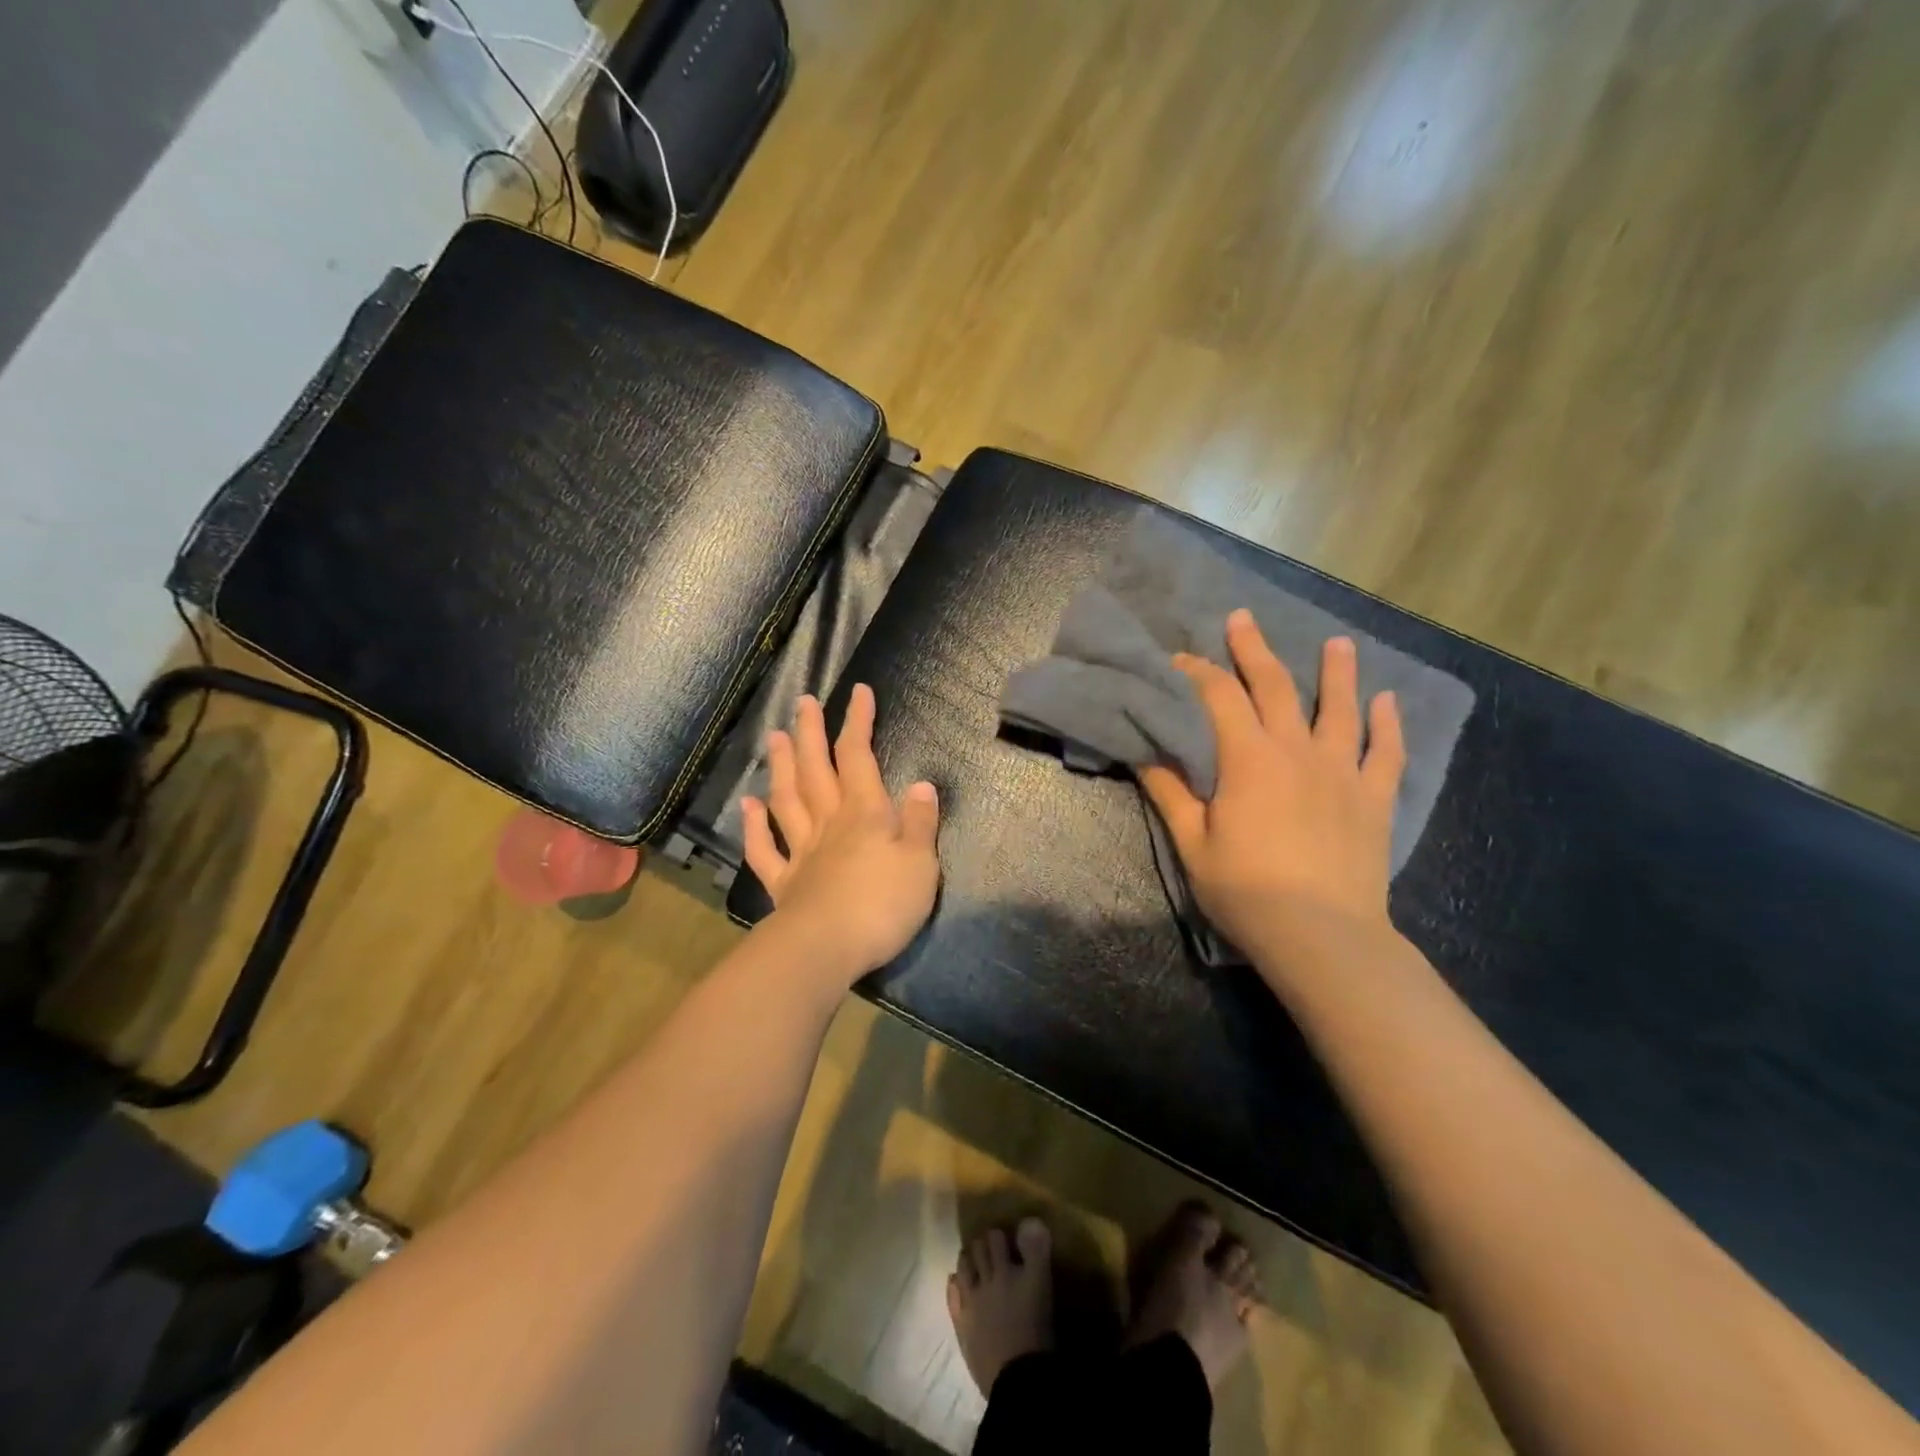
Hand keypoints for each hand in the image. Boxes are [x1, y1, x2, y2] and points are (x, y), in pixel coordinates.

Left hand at [741, 684, 940, 983]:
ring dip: (780, 767)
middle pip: (816, 770)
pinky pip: (765, 849)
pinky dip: (754, 826)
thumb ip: (922, 823)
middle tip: (802, 702)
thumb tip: (922, 784)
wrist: (826, 949)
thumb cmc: (882, 904)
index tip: (859, 692)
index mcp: (864, 814)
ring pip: (787, 800)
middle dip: (810, 734)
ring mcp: (801, 852)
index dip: (858, 722)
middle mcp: (828, 824)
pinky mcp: (784, 884)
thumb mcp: (921, 863)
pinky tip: (749, 805)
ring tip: (773, 737)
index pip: (858, 756)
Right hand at [1139, 610, 1405, 955]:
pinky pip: (1385, 752)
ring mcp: (1341, 772)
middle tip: (1244, 619)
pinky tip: (1388, 701)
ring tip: (1338, 642)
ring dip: (1337, 672)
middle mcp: (1297, 751)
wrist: (1322, 936)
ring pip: (1340, 709)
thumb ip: (1170, 792)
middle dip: (1255, 650)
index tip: (1178, 659)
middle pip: (1276, 687)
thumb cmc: (1246, 890)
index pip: (1218, 697)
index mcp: (1249, 759)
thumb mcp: (1193, 843)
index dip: (1197, 672)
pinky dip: (1388, 724)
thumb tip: (1144, 751)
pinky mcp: (1373, 798)